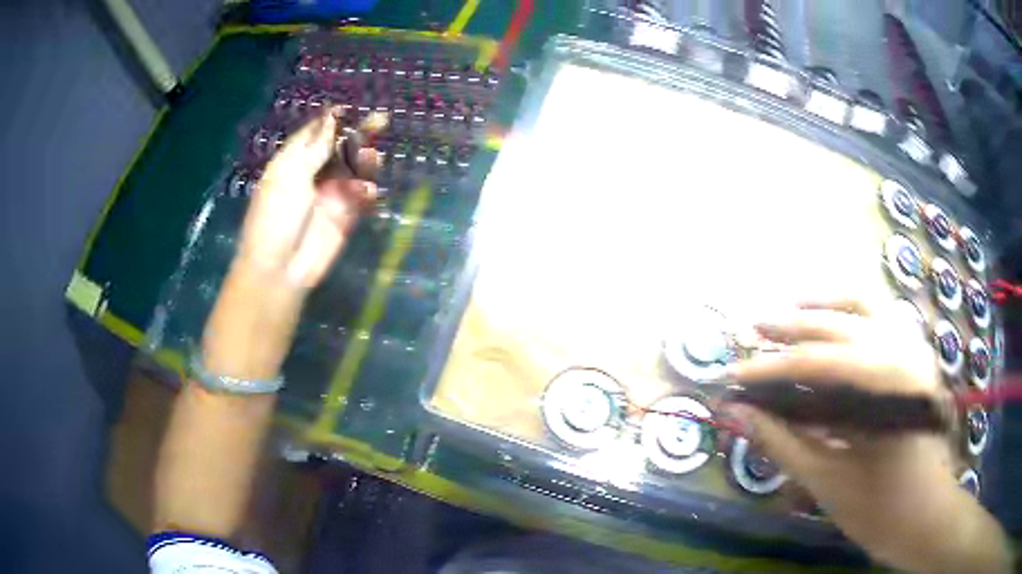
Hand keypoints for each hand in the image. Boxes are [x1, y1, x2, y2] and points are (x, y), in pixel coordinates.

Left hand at [236, 108, 380, 289]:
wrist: (279, 270)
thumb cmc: (275, 218)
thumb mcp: (290, 176)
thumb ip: (314, 147)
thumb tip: (333, 116)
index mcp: (293, 161)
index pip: (317, 132)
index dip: (334, 119)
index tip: (353, 108)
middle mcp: (313, 173)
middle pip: (341, 147)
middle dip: (360, 134)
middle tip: (382, 122)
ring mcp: (331, 194)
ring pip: (355, 169)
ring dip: (366, 161)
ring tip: (371, 159)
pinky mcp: (345, 216)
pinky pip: (362, 196)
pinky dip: (368, 191)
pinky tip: (367, 192)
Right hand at [727, 300, 1010, 572]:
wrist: (928, 514)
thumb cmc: (880, 509)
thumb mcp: (827, 481)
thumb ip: (782, 442)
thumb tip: (739, 412)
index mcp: (887, 386)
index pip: (817, 363)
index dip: (770, 368)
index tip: (732, 376)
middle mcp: (904, 352)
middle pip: (839, 323)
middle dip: (791, 325)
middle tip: (752, 329)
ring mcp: (913, 349)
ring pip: (864, 304)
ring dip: (822, 305)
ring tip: (789, 313)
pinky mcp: (915, 356)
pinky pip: (879, 319)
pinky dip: (849, 313)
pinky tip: (829, 324)